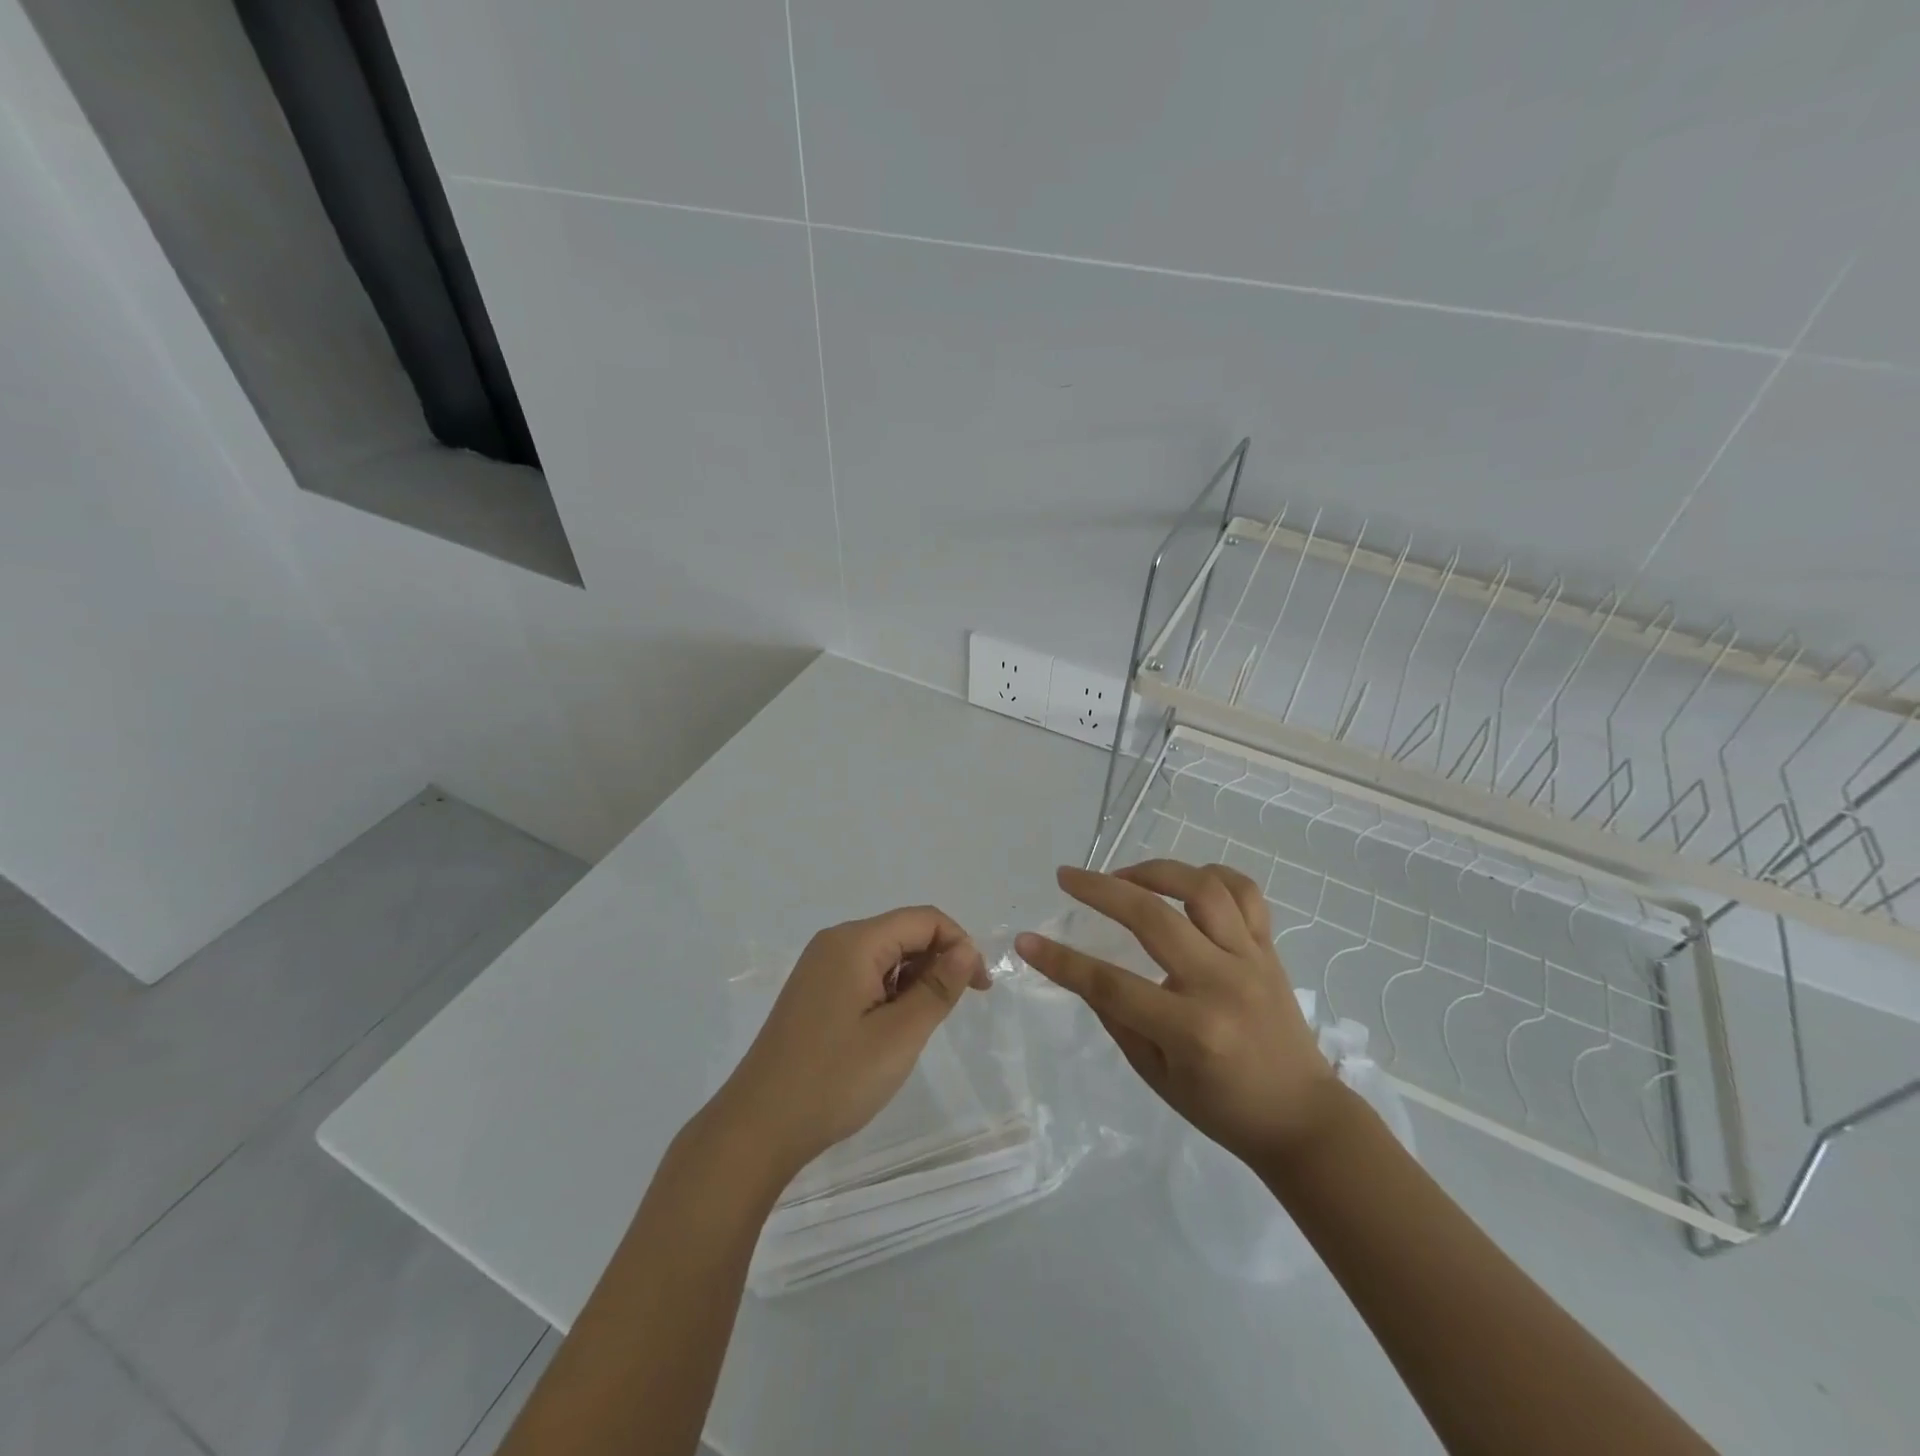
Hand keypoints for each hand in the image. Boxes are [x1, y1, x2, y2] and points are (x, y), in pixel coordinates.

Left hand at [702, 907, 989, 1179]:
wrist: (757, 1127)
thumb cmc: (835, 1079)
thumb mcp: (900, 1035)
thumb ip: (938, 986)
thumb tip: (966, 948)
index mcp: (854, 941)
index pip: (924, 919)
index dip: (959, 944)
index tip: (979, 989)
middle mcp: (835, 942)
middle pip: (903, 932)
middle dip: (936, 962)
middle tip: (948, 1013)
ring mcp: (819, 967)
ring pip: (884, 955)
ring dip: (912, 981)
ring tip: (914, 1029)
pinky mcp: (813, 992)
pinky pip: (863, 974)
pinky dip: (888, 993)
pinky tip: (887, 1031)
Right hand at [1016, 860, 1338, 1164]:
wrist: (1303, 1118)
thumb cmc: (1223, 1108)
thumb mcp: (1157, 1076)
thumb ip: (1119, 1020)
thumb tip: (1085, 974)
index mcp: (1191, 1029)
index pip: (1111, 985)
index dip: (1062, 962)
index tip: (1027, 941)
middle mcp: (1222, 983)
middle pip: (1153, 919)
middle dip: (1101, 890)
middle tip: (1068, 877)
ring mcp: (1251, 960)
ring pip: (1202, 889)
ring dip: (1154, 871)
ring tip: (1123, 875)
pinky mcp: (1270, 949)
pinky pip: (1245, 893)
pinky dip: (1211, 875)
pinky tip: (1183, 880)